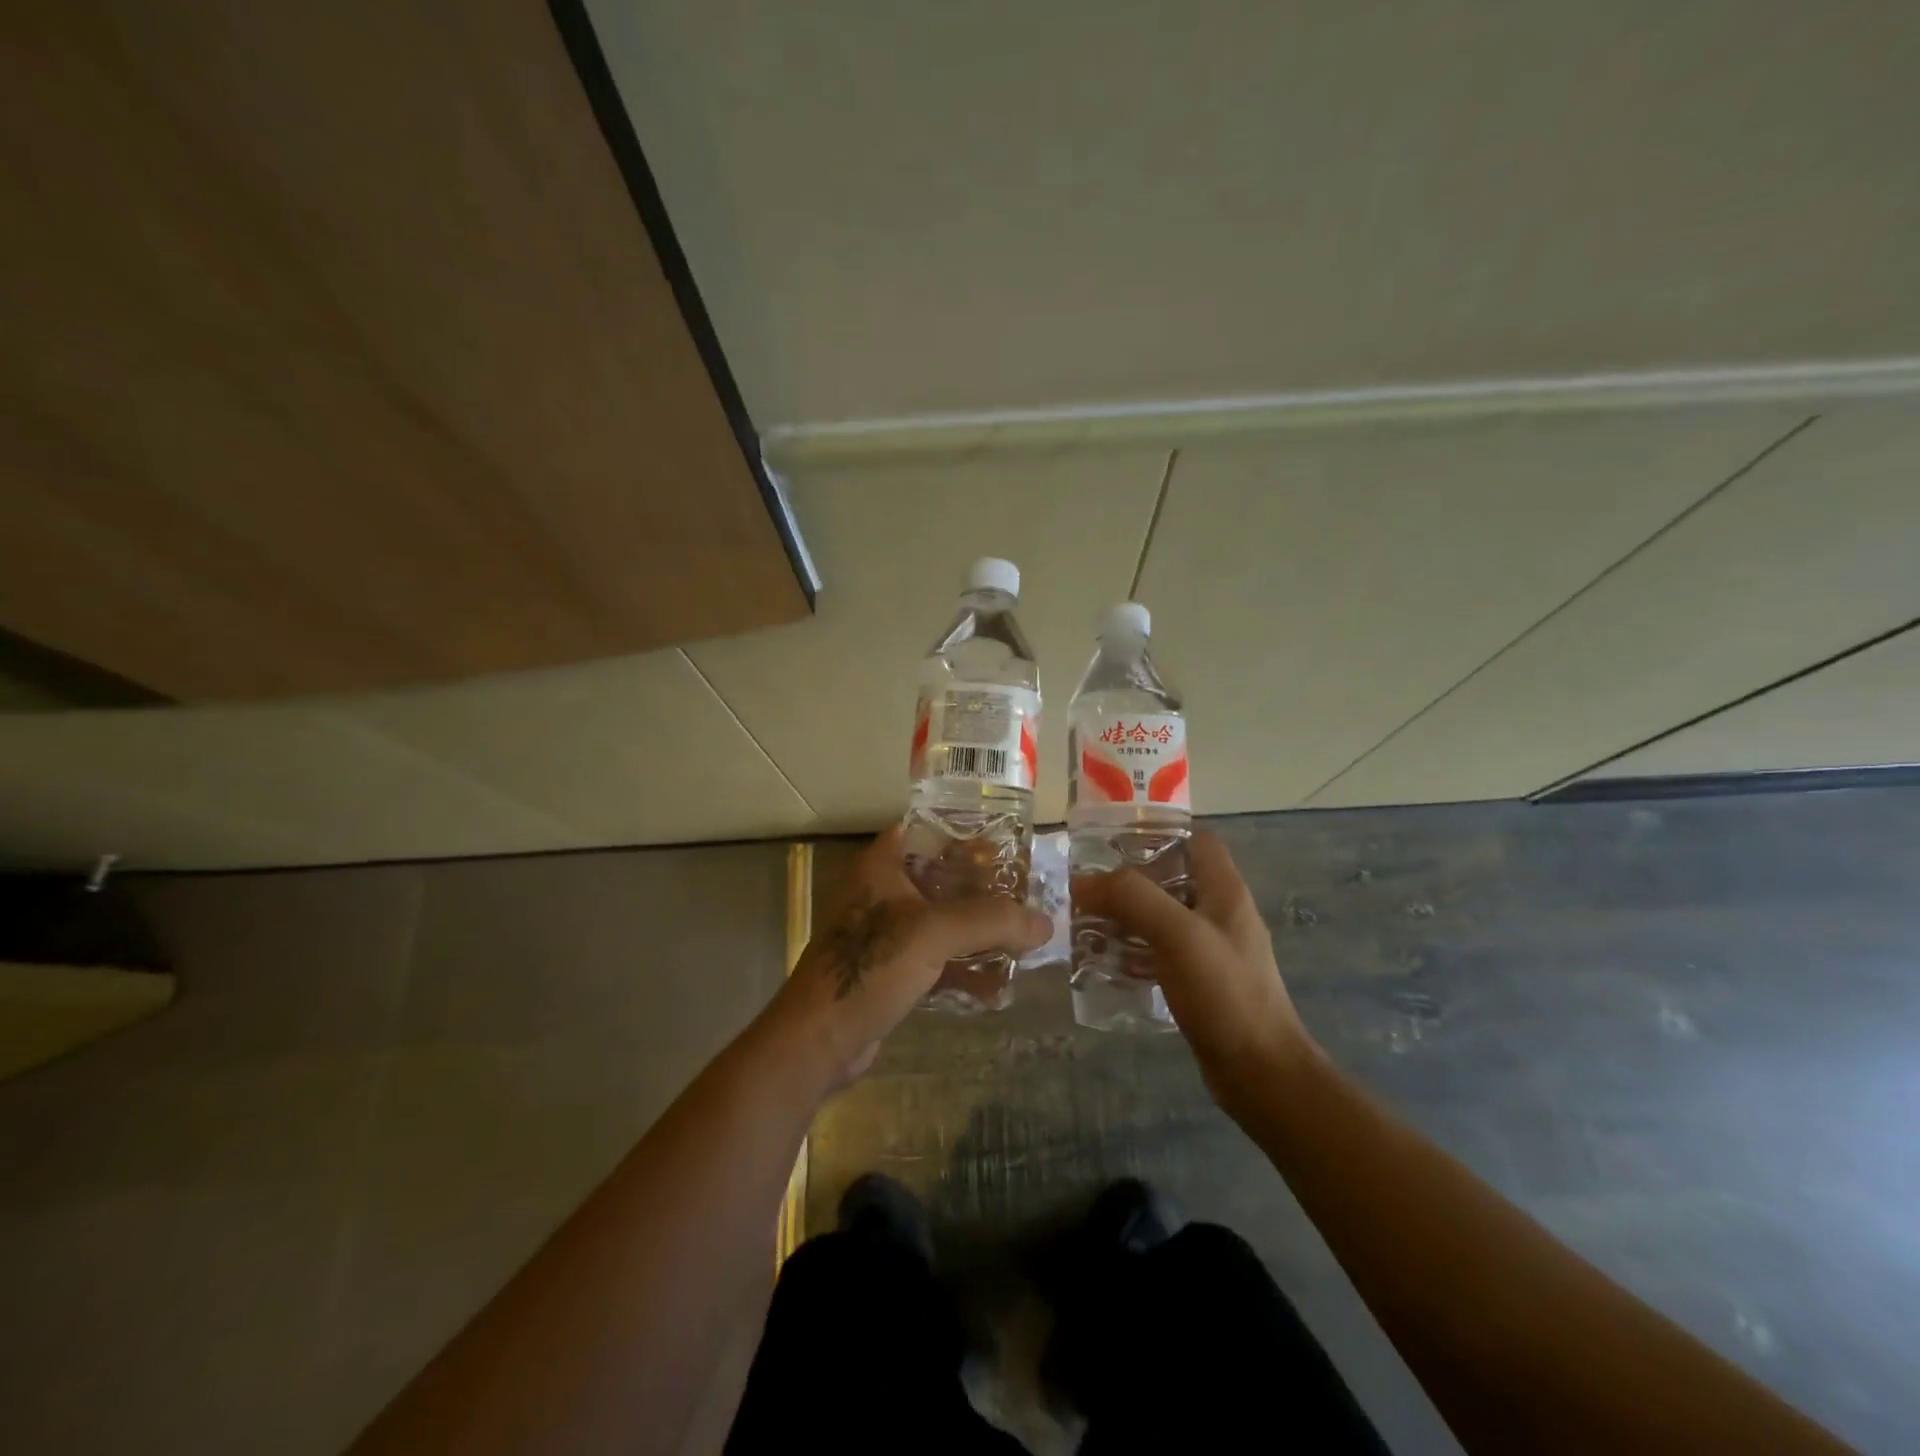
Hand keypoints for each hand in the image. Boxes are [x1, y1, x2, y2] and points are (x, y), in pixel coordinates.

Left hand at [767, 826, 1050, 1087]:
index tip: (1010, 847)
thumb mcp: (934, 933)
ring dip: (978, 934)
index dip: (967, 834)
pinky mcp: (889, 971)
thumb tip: (1045, 923)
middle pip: (942, 879)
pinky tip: (996, 987)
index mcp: (882, 865)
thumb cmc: (871, 966)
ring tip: (1023, 942)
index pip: (928, 831)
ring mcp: (884, 934)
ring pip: (941, 922)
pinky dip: (963, 969)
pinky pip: (935, 959)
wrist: (819, 1039)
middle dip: (984, 891)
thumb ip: (992, 922)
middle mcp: (882, 892)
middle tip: (1027, 896)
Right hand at [1072, 830, 1315, 1102]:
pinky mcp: (1200, 982)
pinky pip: (1160, 952)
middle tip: (1086, 887)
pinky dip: (1133, 949)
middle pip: (1171, 877)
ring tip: (1085, 922)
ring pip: (1161, 916)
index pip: (1195, 839)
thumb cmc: (1225, 993)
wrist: (1260, 1073)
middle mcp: (1219, 913)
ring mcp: (1211, 949)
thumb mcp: (1178, 934)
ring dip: (1126, 916)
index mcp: (1224, 890)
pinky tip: (1105, 961)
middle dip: (1128, 879)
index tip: (1111, 841)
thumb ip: (1133, 898)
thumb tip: (1084, 881)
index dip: (1157, 833)